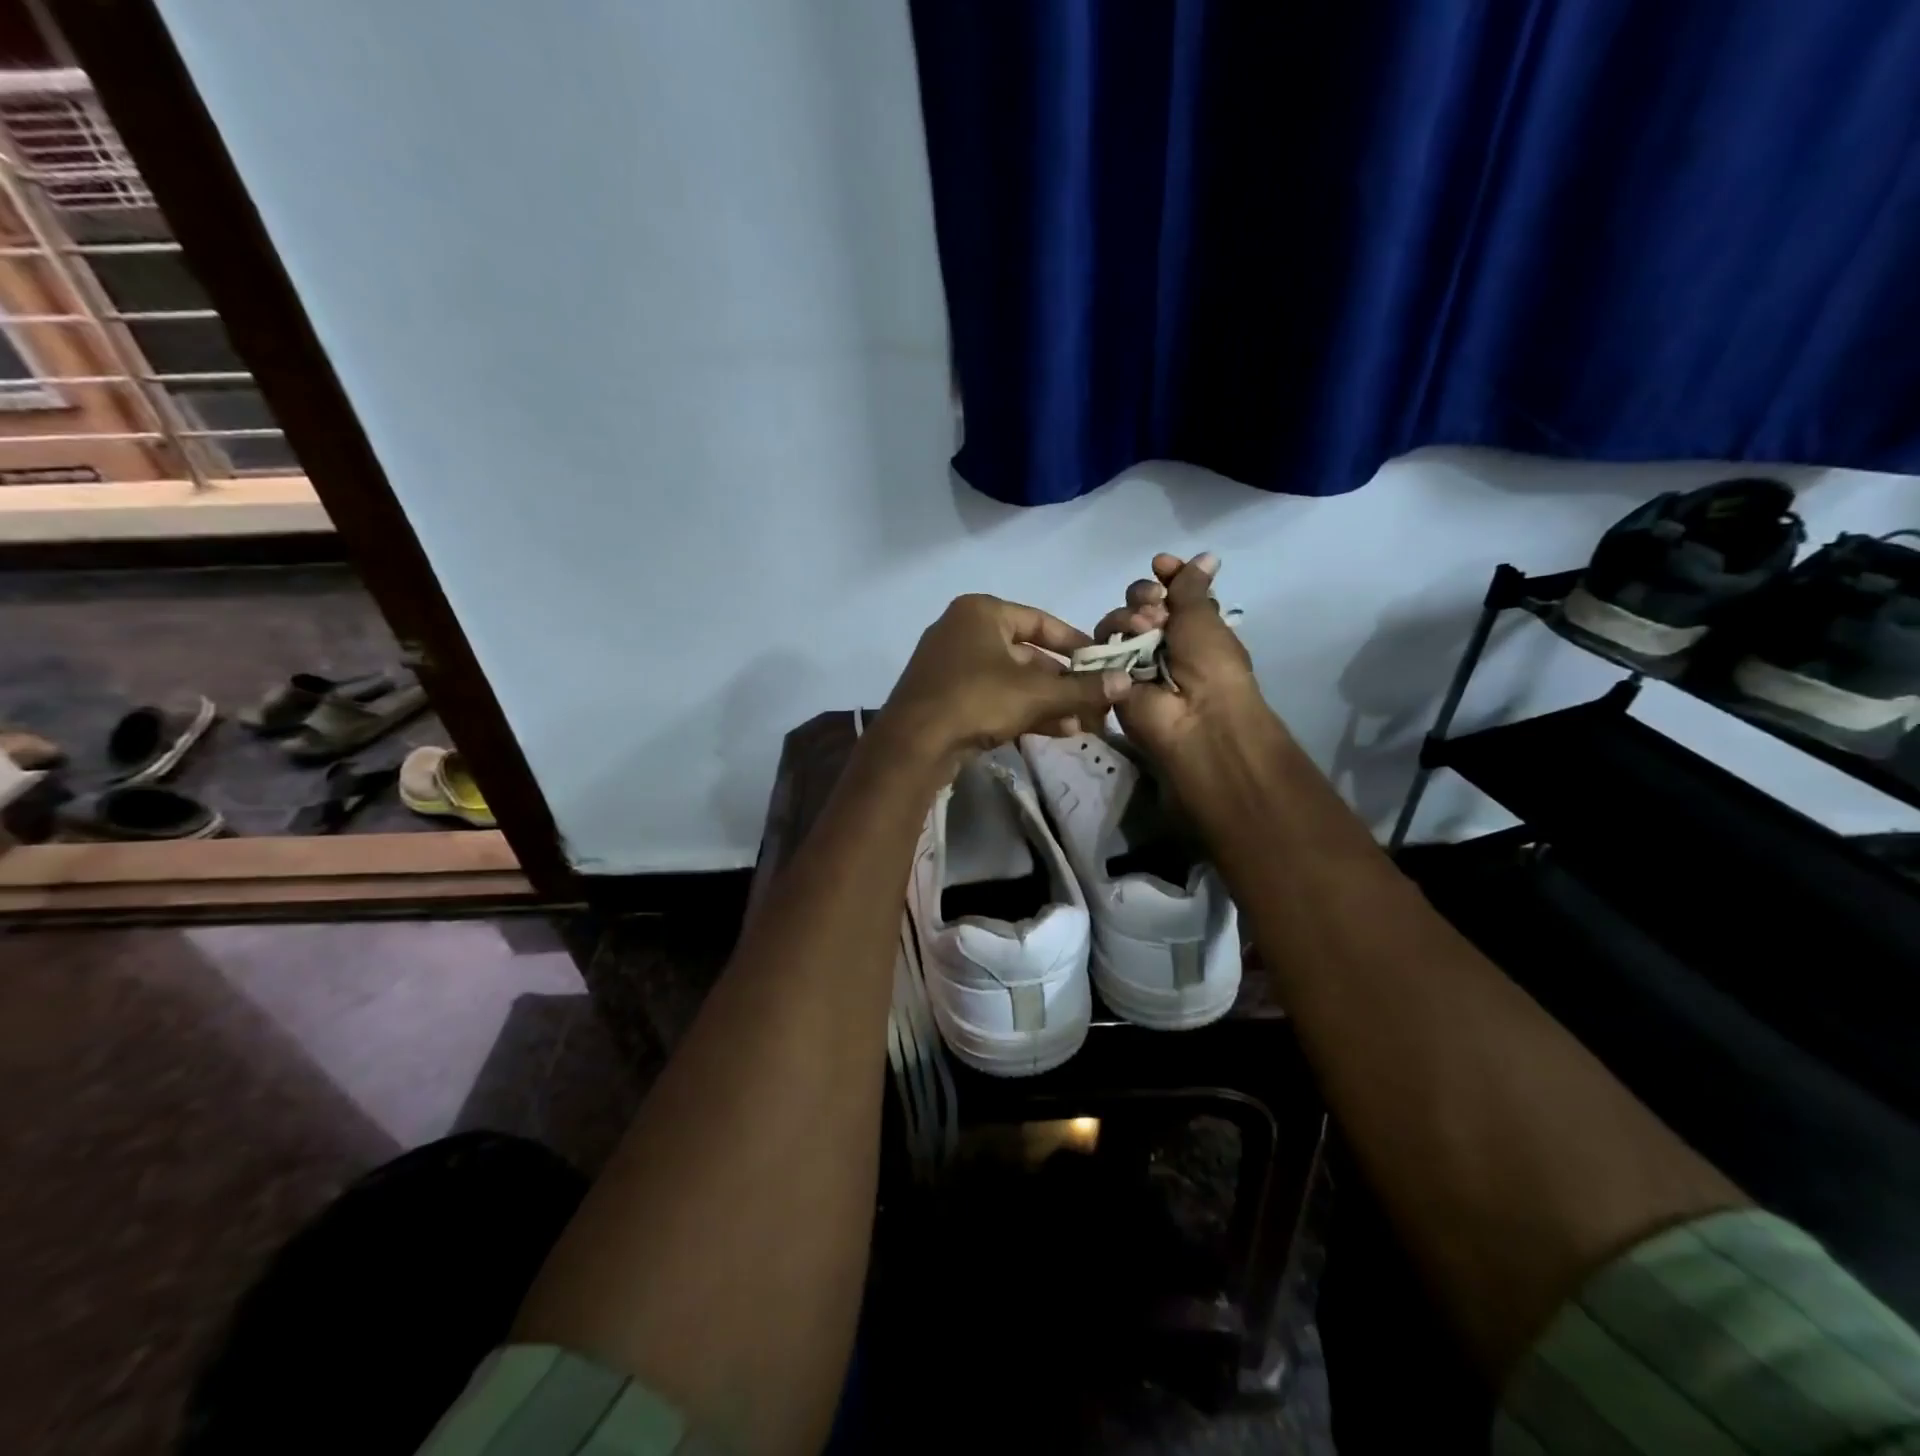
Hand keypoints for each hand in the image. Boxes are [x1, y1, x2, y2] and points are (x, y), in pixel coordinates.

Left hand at [882, 594, 1133, 770]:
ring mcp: (951, 665)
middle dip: (1063, 683)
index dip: (1075, 643)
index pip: (1041, 621)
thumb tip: (1127, 682)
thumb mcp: (1036, 694)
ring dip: (1048, 702)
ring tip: (1082, 725)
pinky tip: (1056, 732)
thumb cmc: (976, 700)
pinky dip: (1022, 711)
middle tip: (1095, 703)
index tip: (1102, 663)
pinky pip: (993, 697)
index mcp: (981, 612)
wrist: (913, 744)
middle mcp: (963, 631)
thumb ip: (1082, 688)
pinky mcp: (945, 696)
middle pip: (1027, 654)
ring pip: (1011, 680)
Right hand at [1092, 553, 1281, 770]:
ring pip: (1118, 620)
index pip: (1172, 591)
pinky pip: (1102, 645)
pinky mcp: (1111, 675)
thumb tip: (1205, 556)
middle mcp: (1163, 641)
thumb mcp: (1205, 617)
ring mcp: (1135, 659)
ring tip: (1144, 627)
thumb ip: (1192, 586)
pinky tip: (1130, 637)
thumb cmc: (1211, 665)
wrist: (1196, 716)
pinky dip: (1114, 634)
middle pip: (1140, 603)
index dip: (1166, 575)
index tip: (1161, 564)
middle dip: (1145, 594)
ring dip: (1130, 615)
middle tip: (1156, 604)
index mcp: (1193, 627)